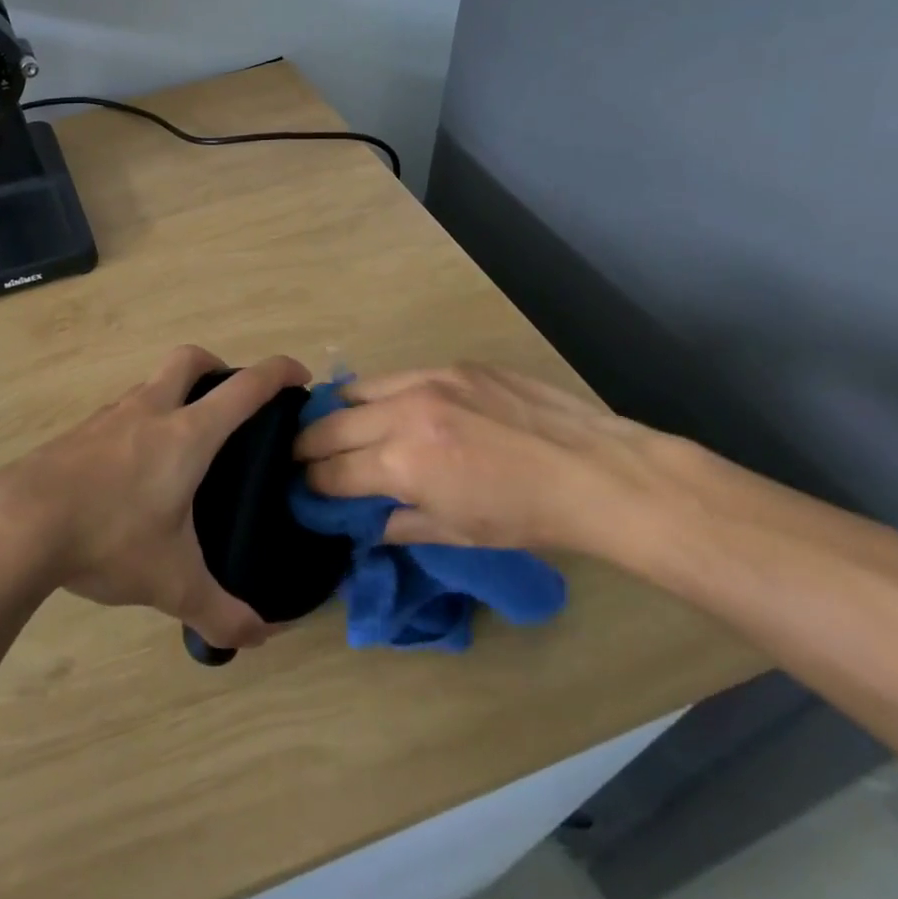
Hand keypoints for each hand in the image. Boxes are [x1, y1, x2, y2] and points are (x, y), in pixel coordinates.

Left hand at [0, 346, 310, 648]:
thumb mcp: (172, 582)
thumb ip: (220, 611)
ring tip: (182, 446)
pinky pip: (120, 413)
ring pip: (150, 385)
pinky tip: (133, 470)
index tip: (299, 376)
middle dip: (218, 367)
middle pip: (189, 359)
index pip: (244, 388)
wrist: (18, 524)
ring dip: (174, 397)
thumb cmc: (108, 538)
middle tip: (230, 403)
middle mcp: (148, 412)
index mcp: (185, 435)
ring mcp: (108, 417)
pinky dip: (139, 423)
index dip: (278, 373)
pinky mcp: (77, 433)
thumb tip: (259, 637)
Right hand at [292, 364, 673, 553]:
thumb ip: (396, 524)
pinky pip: (396, 376)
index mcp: (403, 463)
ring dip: (337, 413)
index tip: (304, 489)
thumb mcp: (455, 533)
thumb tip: (360, 521)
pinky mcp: (452, 365)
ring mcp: (428, 380)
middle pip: (330, 425)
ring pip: (355, 389)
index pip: (332, 471)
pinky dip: (379, 395)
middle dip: (307, 446)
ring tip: (336, 427)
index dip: (312, 484)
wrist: (595, 472)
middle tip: (302, 458)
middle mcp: (404, 413)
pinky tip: (389, 410)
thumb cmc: (526, 517)